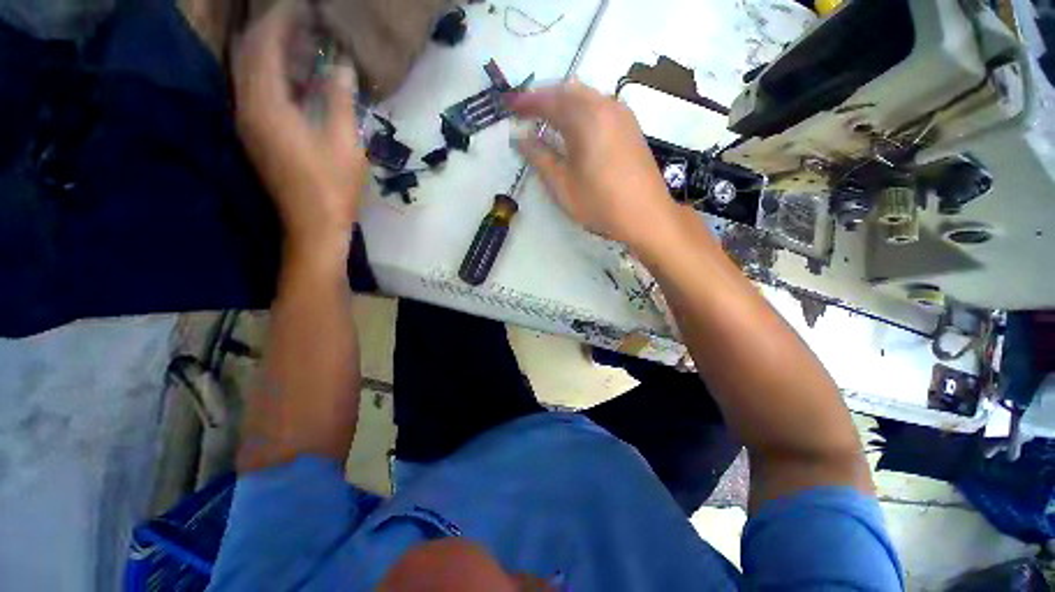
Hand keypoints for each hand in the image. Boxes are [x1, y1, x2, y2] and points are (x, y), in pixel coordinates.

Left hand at [233, 0, 366, 259]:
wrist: (313, 225)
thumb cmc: (332, 186)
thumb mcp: (344, 142)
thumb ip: (338, 98)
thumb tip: (341, 65)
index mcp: (266, 105)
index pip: (263, 44)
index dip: (281, 19)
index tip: (303, 5)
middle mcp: (246, 107)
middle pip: (248, 52)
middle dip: (270, 29)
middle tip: (301, 19)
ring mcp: (248, 122)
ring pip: (248, 70)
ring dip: (270, 50)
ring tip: (300, 40)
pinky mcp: (255, 134)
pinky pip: (255, 89)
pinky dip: (271, 73)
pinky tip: (295, 74)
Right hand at [507, 81, 679, 249]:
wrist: (646, 214)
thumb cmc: (599, 202)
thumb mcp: (562, 184)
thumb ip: (539, 157)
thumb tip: (521, 138)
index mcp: (585, 117)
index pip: (549, 100)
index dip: (526, 102)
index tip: (510, 106)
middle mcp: (605, 105)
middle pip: (568, 90)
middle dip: (545, 97)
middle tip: (527, 111)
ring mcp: (622, 114)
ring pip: (586, 95)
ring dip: (564, 102)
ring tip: (548, 119)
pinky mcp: (631, 126)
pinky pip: (600, 105)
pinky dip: (581, 109)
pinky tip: (576, 127)